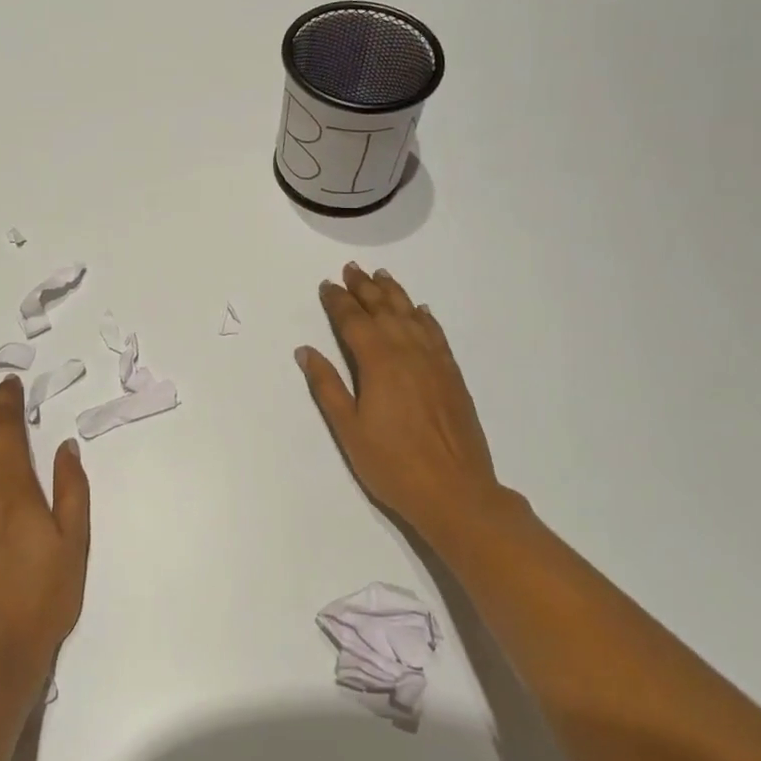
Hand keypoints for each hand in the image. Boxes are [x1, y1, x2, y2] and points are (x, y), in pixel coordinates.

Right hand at [296, 263, 507, 543]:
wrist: (455, 491)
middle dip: (365, 288)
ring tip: (381, 276)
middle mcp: (407, 351)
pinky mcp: (453, 375)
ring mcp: (434, 361)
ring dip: (394, 293)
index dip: (338, 301)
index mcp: (378, 362)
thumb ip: (327, 386)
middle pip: (383, 310)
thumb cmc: (392, 464)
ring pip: (411, 315)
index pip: (354, 321)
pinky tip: (420, 310)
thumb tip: (306, 351)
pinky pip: (436, 333)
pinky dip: (424, 317)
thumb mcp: (348, 429)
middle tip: (351, 269)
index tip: (326, 285)